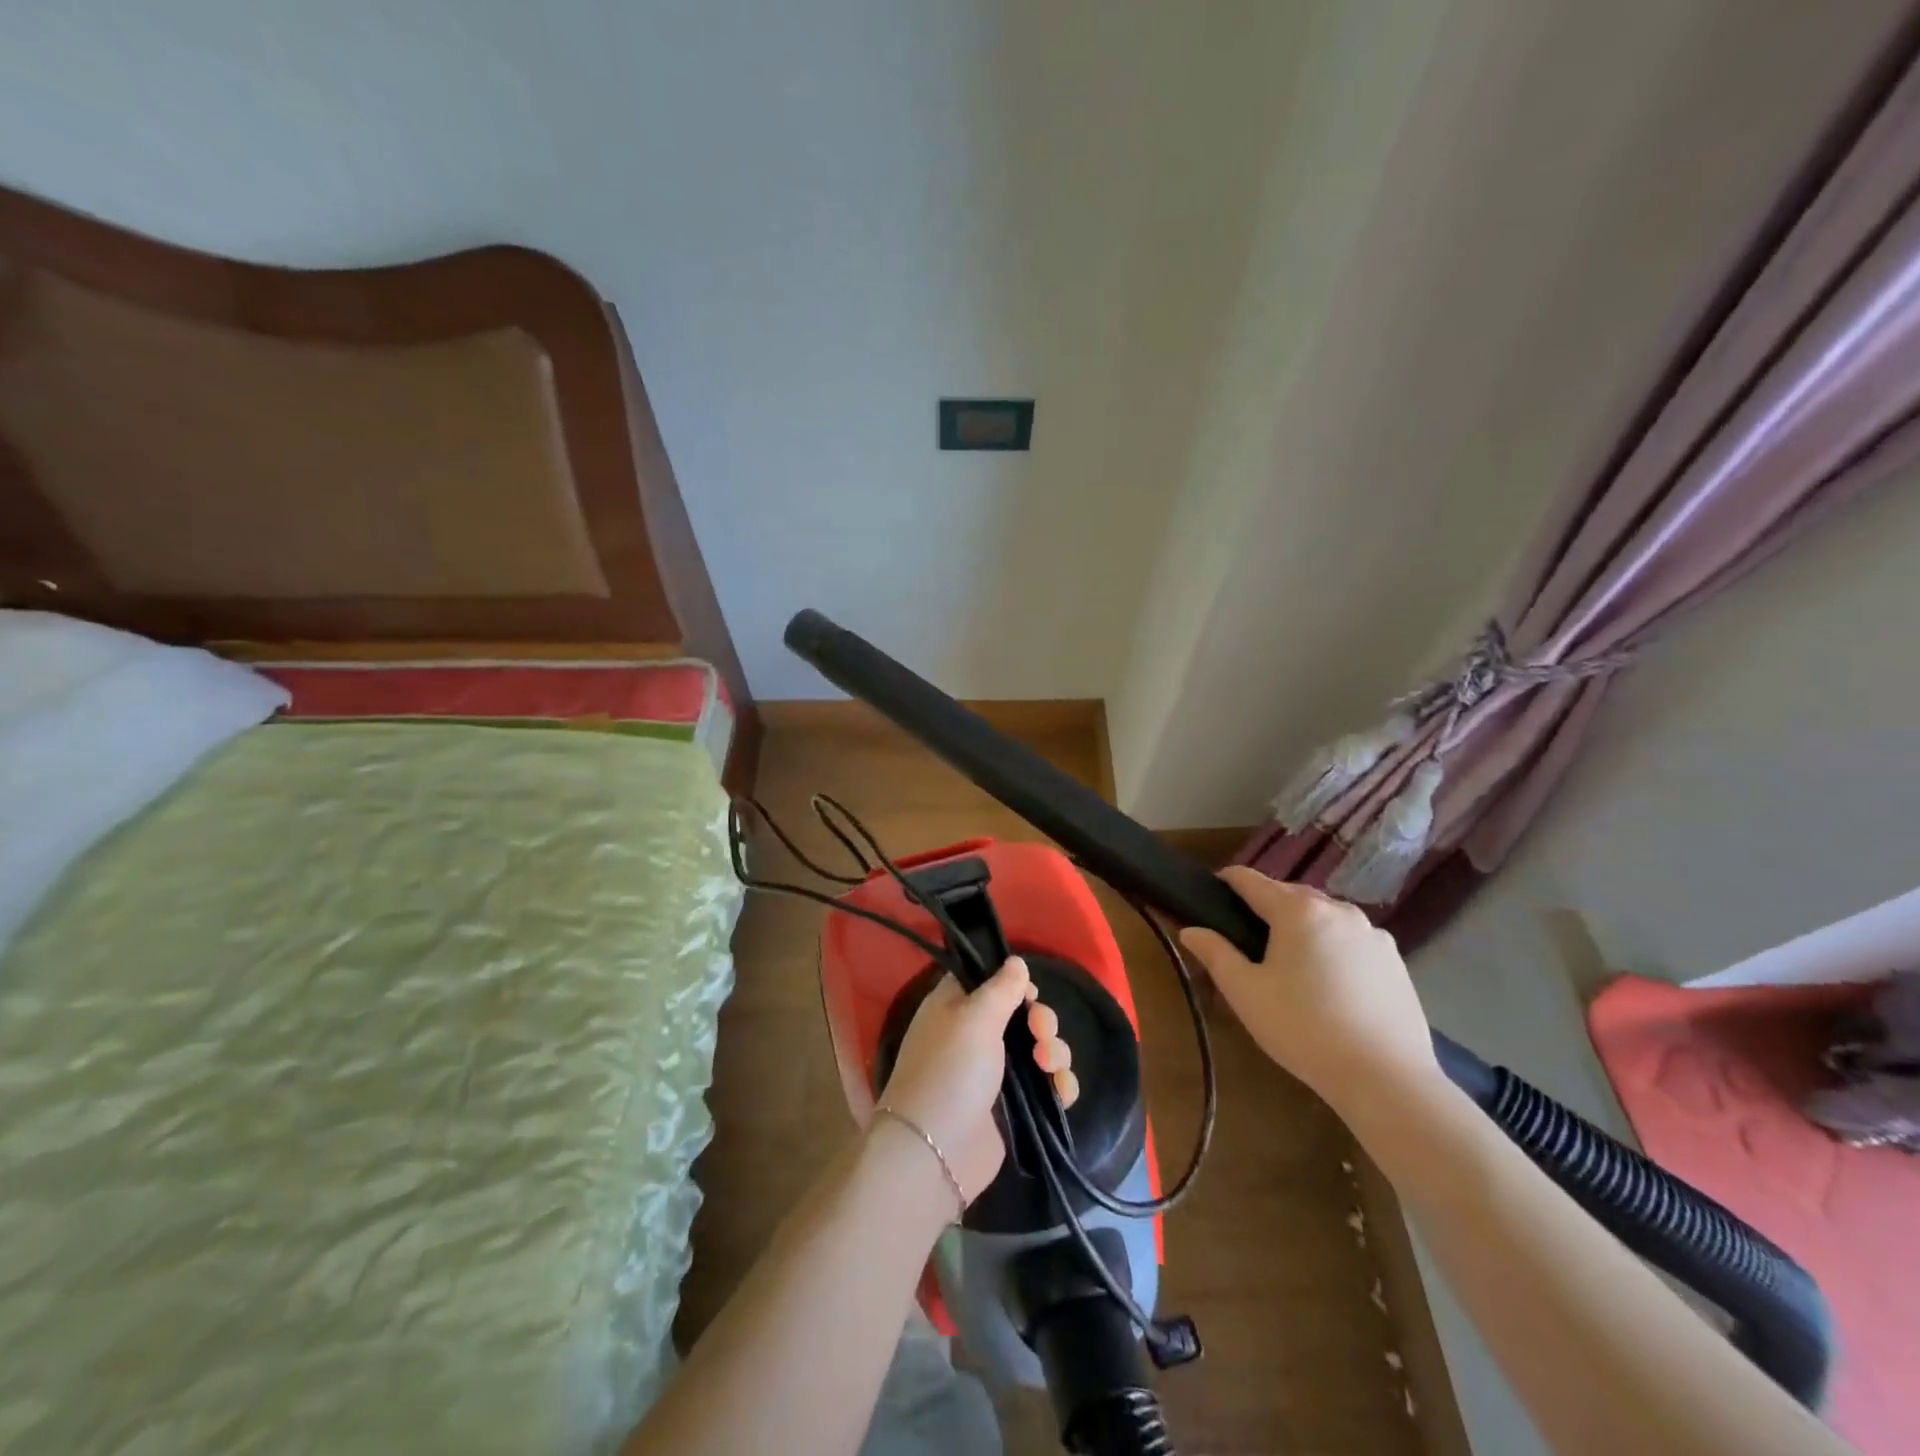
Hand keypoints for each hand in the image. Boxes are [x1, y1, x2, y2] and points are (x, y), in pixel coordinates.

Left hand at [880, 958, 1078, 1201]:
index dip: (1013, 982)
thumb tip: (1017, 961)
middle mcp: (977, 1035)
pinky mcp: (1015, 1107)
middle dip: (1041, 1020)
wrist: (937, 1150)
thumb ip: (1001, 987)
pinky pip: (1048, 1086)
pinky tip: (1062, 1091)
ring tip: (1048, 1065)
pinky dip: (1060, 1084)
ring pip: (1041, 1048)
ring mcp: (996, 1072)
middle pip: (1023, 1014)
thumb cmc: (950, 1070)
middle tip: (1039, 1033)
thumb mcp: (974, 1017)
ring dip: (1055, 1051)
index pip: (989, 980)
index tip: (1028, 992)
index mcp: (956, 1006)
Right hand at [1178, 867, 1439, 1117]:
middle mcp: (1337, 909)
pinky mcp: (1394, 959)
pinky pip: (1351, 939)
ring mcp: (1372, 933)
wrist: (1386, 1078)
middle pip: (1290, 894)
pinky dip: (1332, 947)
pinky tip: (1329, 984)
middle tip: (1246, 940)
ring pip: (1324, 915)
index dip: (1226, 882)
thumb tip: (1190, 930)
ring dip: (1301, 926)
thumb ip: (1215, 954)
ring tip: (1289, 963)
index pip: (1251, 880)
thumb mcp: (1246, 993)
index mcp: (1298, 910)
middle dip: (1265, 907)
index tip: (1211, 896)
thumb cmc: (1304, 1028)